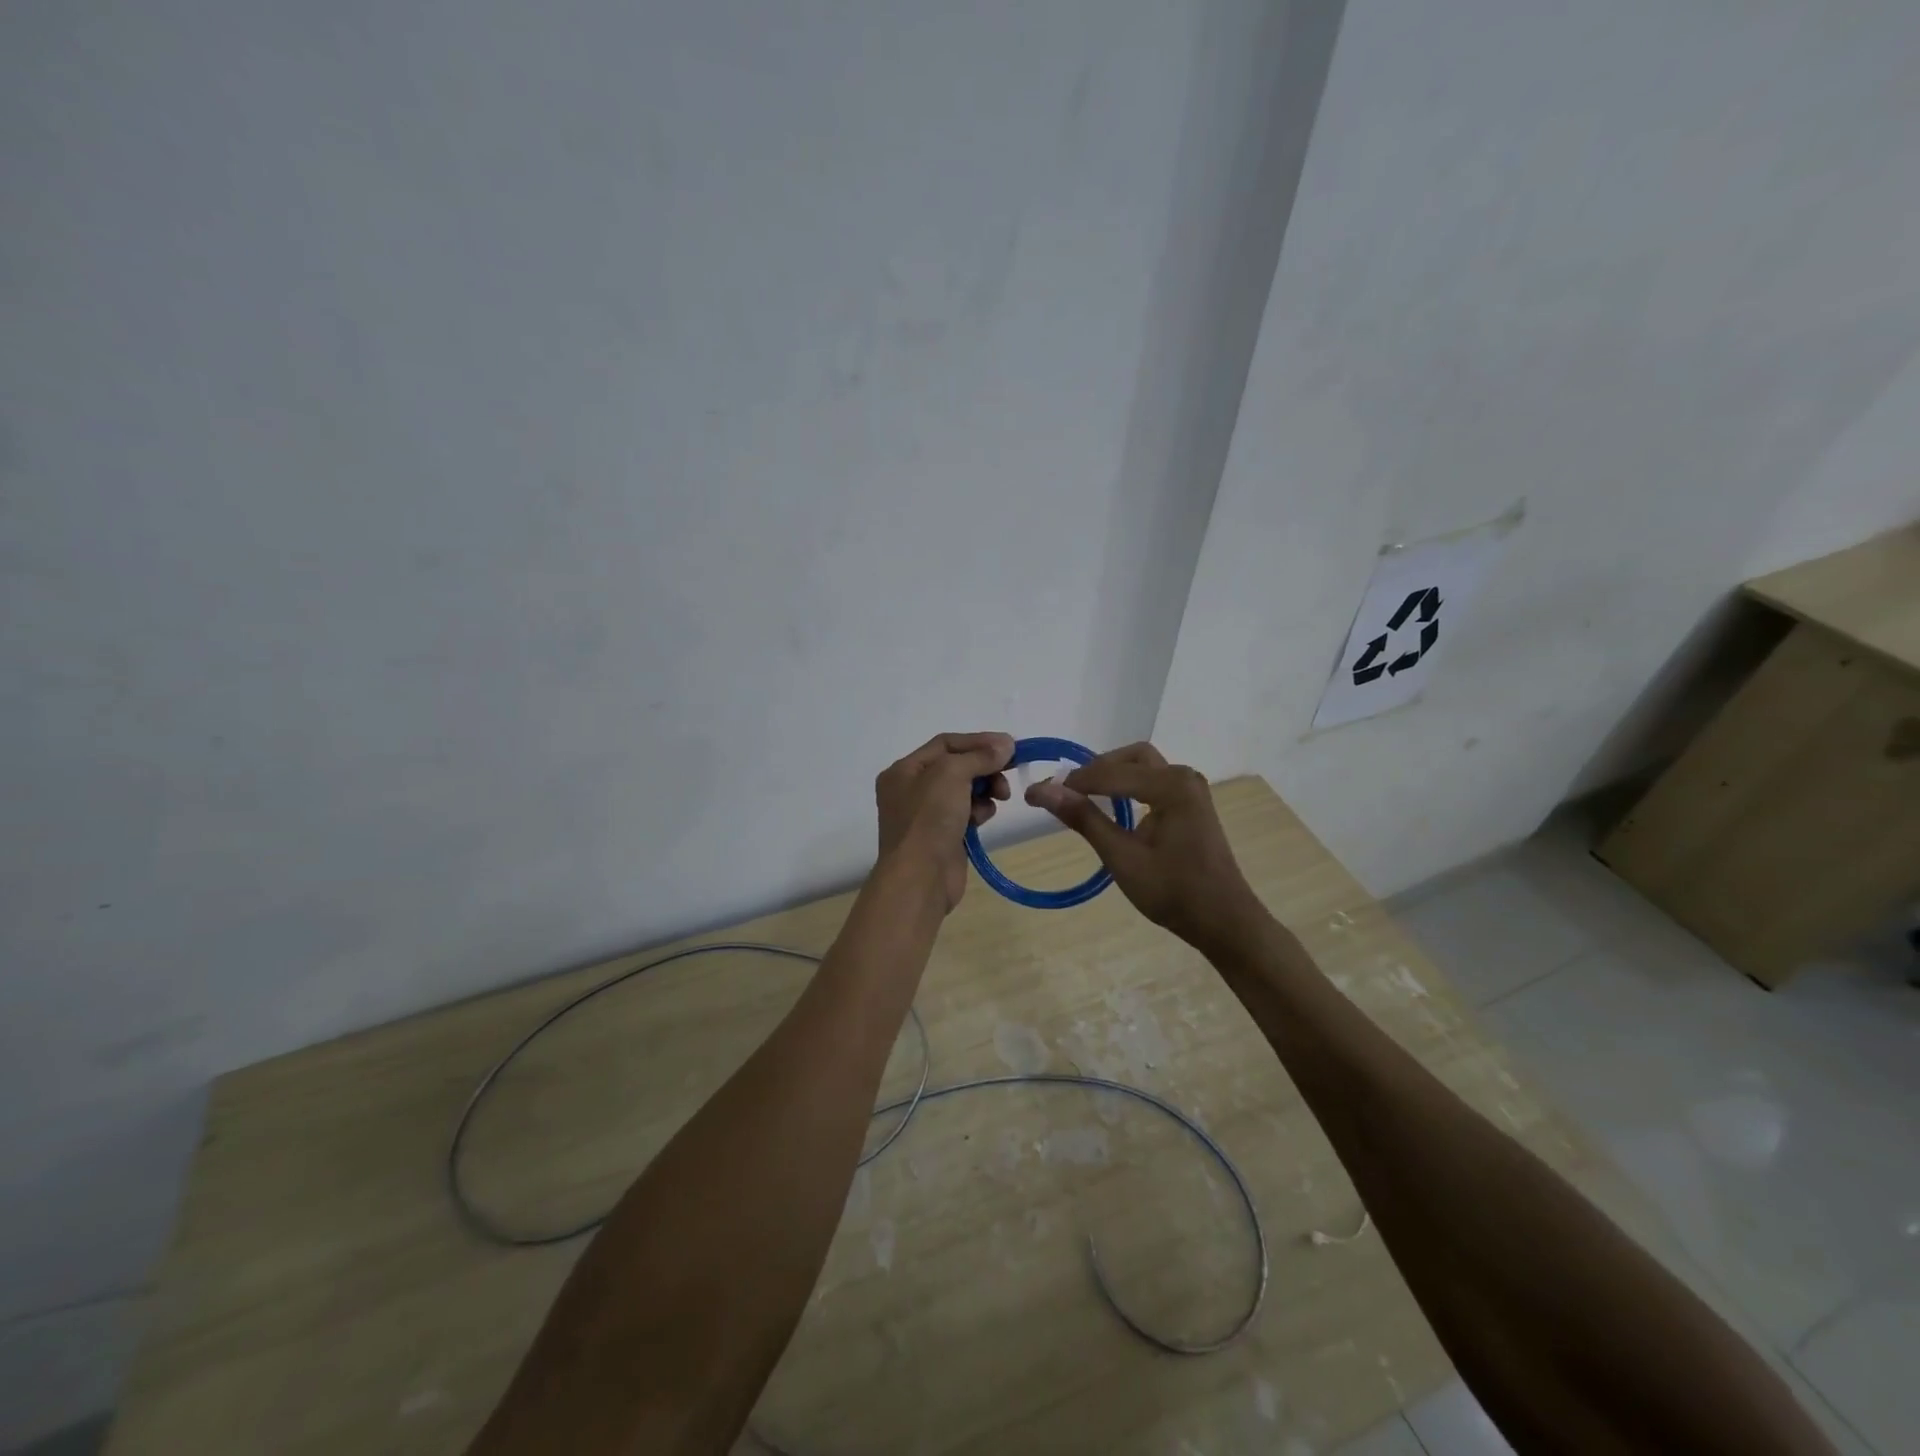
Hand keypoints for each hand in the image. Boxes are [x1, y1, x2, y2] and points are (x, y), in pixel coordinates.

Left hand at [874, 732, 1013, 911]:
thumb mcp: (951, 774)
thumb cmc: (929, 818)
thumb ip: (979, 756)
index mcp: (904, 770)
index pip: (946, 743)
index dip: (979, 741)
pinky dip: (979, 811)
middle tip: (1008, 774)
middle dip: (985, 768)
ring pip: (964, 790)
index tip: (1010, 746)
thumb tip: (1006, 744)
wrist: (920, 878)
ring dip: (985, 789)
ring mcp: (926, 815)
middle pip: (957, 766)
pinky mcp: (943, 836)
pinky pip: (966, 813)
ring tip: (999, 797)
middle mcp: (911, 789)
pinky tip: (983, 818)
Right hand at [1027, 742, 1263, 950]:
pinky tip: (1111, 808)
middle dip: (1095, 771)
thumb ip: (1083, 818)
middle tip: (1065, 793)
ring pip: (1142, 767)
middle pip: (1129, 758)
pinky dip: (1128, 787)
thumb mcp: (1121, 856)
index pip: (1109, 774)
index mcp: (1170, 786)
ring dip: (1112, 776)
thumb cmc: (1173, 892)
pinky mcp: (1191, 804)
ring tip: (1082, 798)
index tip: (1036, 794)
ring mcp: (1190, 789)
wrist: (1224, 921)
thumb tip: (1042, 790)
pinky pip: (1153, 781)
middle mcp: (1183, 777)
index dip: (1070, 783)